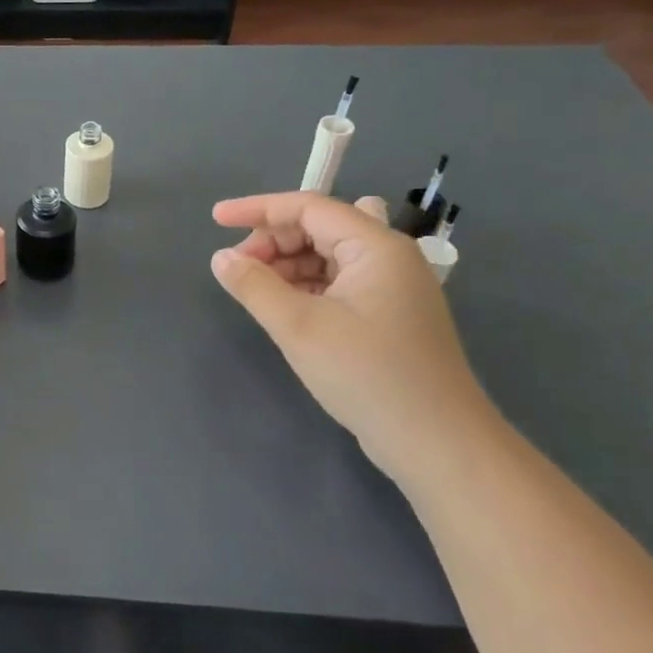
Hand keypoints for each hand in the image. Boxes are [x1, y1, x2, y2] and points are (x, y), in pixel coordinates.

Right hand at [210, 192, 497, 479]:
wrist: (438, 445)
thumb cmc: (367, 375)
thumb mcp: (299, 327)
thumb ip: (254, 285)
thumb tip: (221, 258)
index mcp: (376, 247)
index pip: (308, 207)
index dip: (257, 209)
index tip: (215, 219)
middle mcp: (388, 258)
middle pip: (317, 229)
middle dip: (272, 242)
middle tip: (237, 270)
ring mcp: (392, 288)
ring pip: (326, 257)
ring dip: (286, 267)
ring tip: (255, 292)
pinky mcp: (388, 317)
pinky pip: (337, 283)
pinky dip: (305, 288)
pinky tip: (284, 308)